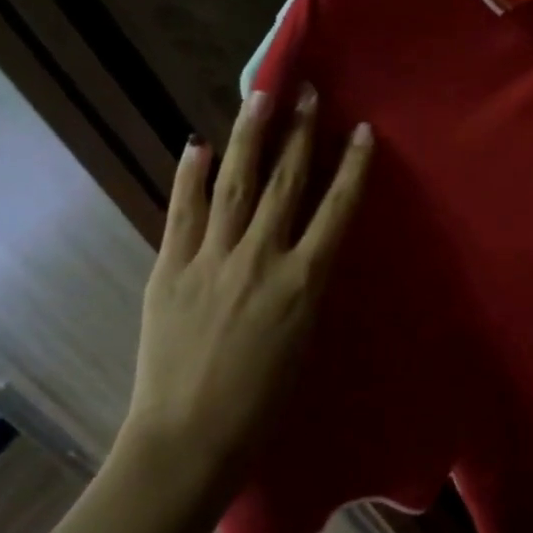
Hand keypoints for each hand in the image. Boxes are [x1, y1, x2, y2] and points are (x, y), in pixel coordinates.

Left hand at [117, 88, 372, 503]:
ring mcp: (211, 260)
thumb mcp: (305, 338)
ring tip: (260, 97)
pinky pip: (182, 212)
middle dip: (301, 134)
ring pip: (235, 184)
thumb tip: (306, 244)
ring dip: (250, 136)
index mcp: (304, 281)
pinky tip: (197, 144)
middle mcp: (261, 259)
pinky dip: (190, 175)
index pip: (337, 209)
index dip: (353, 166)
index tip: (363, 130)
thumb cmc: (265, 401)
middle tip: (308, 92)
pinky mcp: (170, 269)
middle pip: (286, 183)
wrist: (189, 440)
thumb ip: (306, 283)